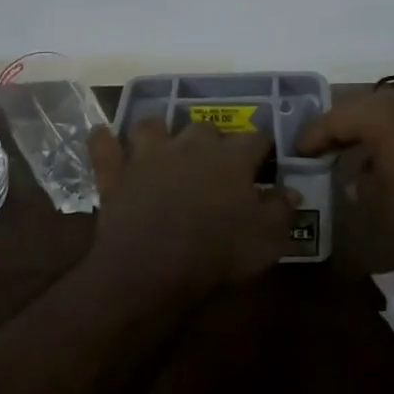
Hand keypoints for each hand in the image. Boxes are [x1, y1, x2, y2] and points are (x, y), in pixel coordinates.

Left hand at [88, 120, 295, 291]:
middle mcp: (191, 145)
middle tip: (216, 161)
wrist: (153, 268)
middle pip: (205, 128)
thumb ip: (281, 210)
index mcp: (232, 158)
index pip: (256, 138)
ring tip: (163, 144)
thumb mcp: (267, 239)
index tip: (266, 160)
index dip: (263, 147)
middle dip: (212, 139)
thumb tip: (291, 191)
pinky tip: (102, 136)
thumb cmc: (218, 253)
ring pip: (152, 125)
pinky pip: (104, 147)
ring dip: (158, 131)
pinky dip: (103, 140)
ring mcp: (149, 155)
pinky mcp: (116, 173)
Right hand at [296, 86, 393, 257]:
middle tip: (326, 148)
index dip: (312, 136)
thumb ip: (362, 186)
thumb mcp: (383, 205)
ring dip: (375, 133)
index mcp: (380, 114)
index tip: (297, 150)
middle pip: (363, 110)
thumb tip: (360, 178)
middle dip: (343, 129)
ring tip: (363, 156)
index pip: (334, 119)